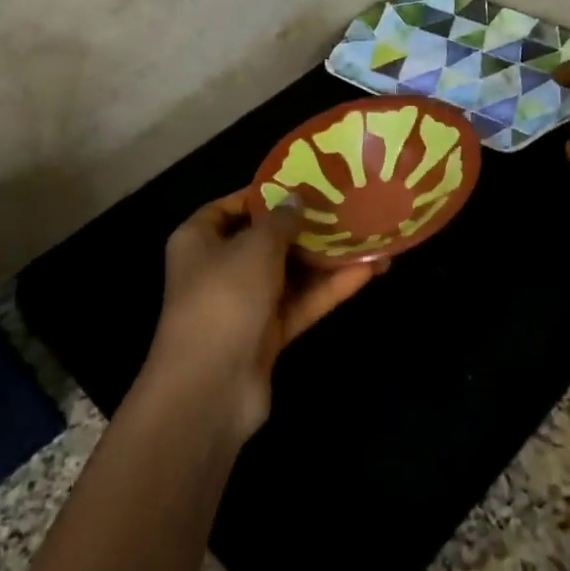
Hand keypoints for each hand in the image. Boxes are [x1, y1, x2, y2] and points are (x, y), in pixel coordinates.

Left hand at [145, 191, 382, 437]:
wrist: (211, 388)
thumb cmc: (224, 298)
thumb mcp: (255, 247)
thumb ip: (280, 220)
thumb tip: (296, 199)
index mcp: (199, 239)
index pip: (233, 206)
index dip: (267, 193)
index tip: (306, 183)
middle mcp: (220, 267)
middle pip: (268, 239)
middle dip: (307, 226)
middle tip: (348, 207)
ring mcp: (245, 303)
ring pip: (291, 272)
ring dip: (327, 259)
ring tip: (370, 238)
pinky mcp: (267, 334)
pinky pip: (301, 302)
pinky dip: (330, 288)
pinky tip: (369, 271)